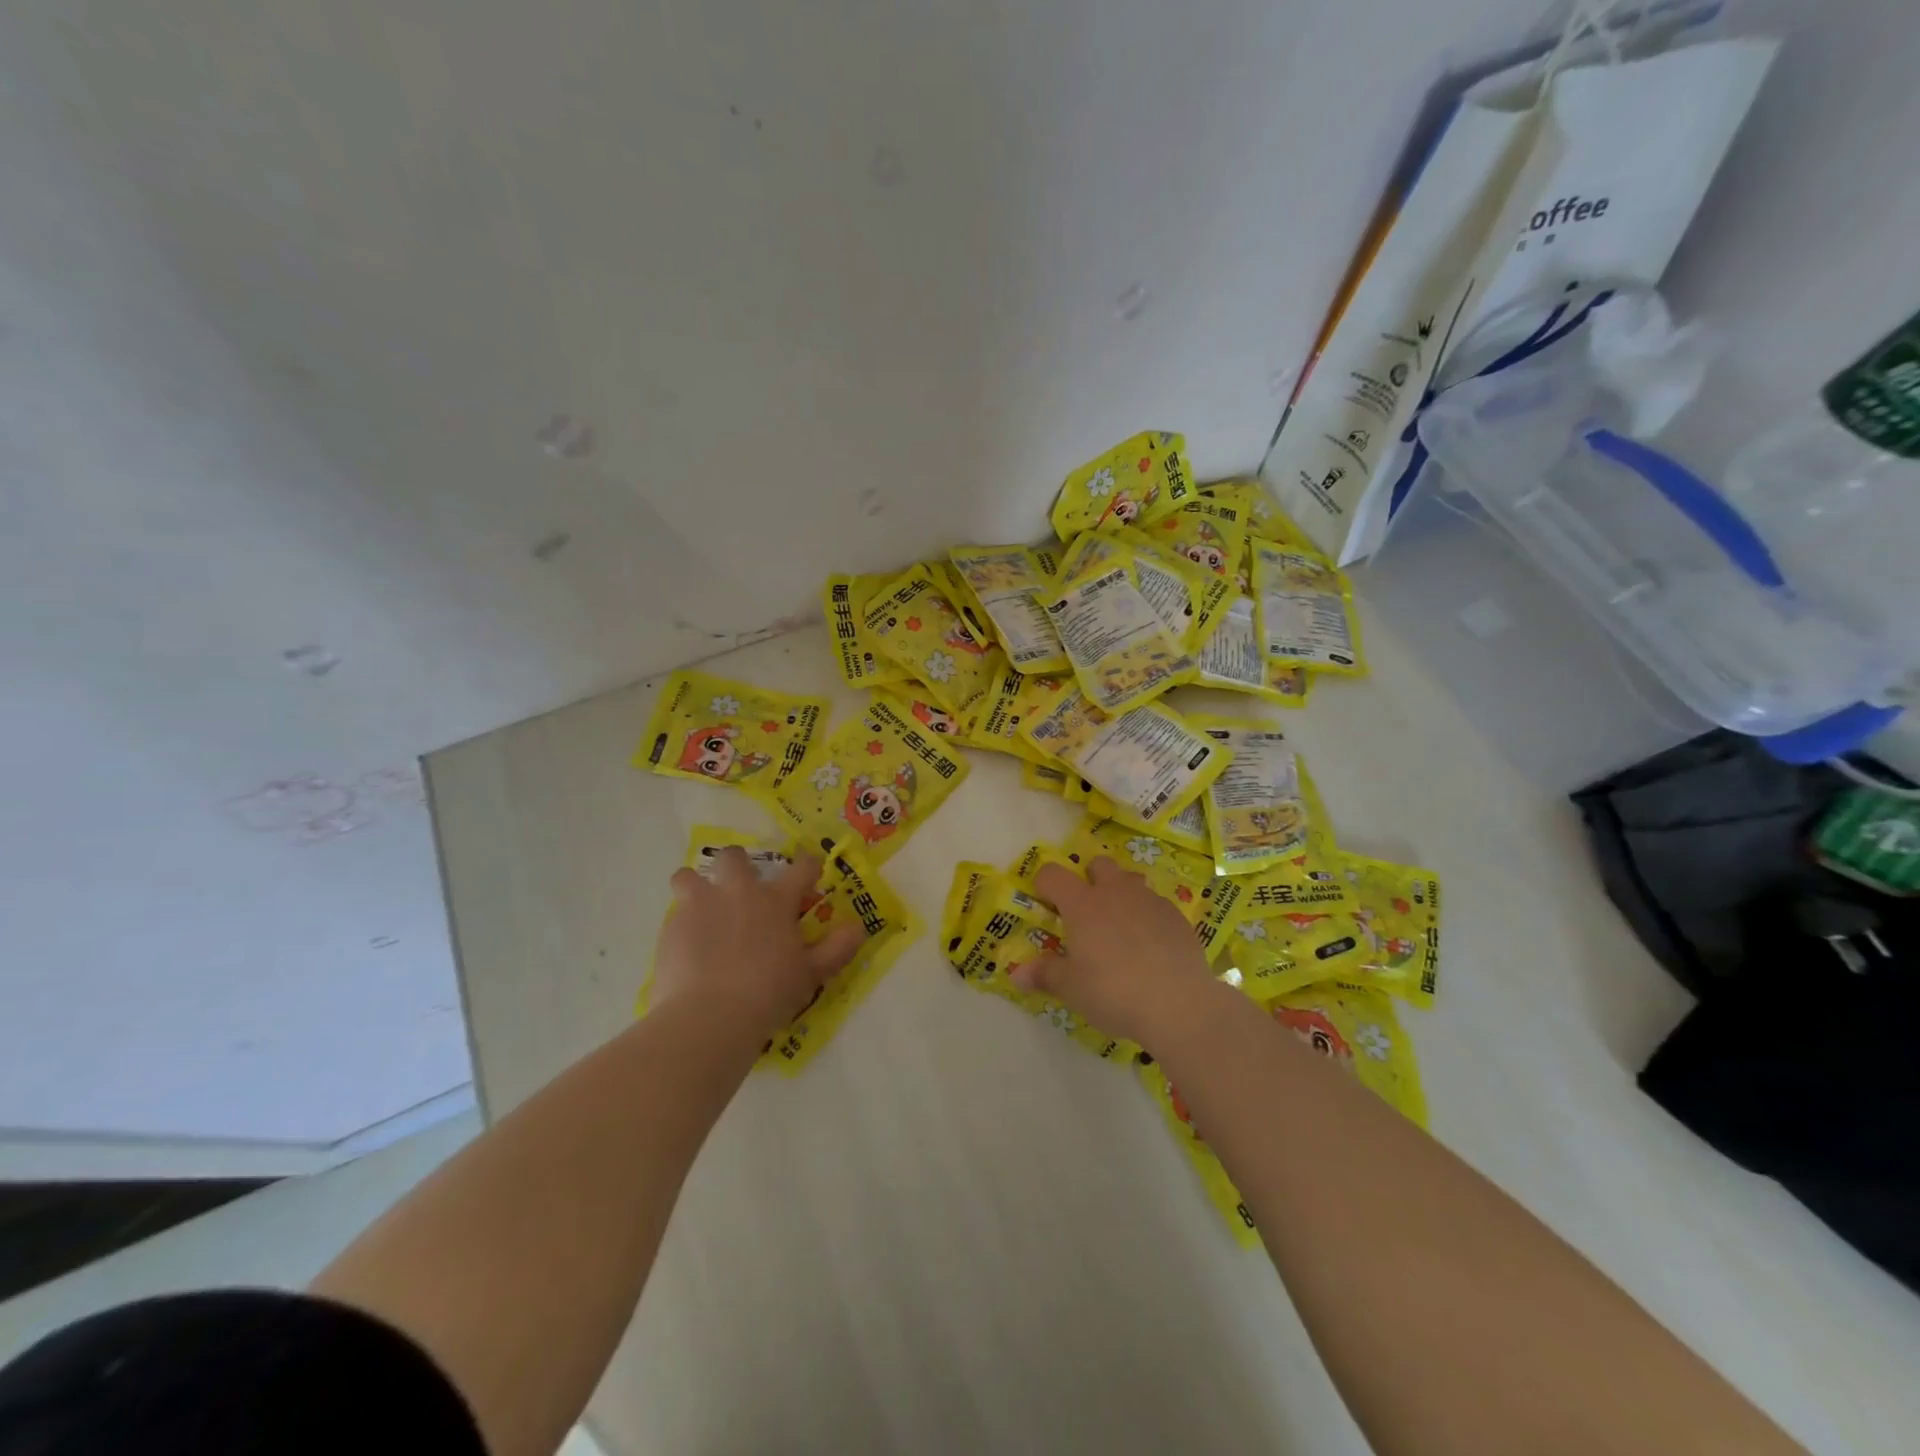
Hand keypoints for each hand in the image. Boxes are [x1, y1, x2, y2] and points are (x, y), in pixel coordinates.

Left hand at [653, 848, 864, 1038]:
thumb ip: (837, 948)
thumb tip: (858, 927)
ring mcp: (699, 906)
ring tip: (703, 911)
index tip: (810, 873)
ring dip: (696, 887)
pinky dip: (683, 925)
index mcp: (775, 900)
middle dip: (737, 865)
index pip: (801, 867)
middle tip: (742, 890)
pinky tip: (689, 949)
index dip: (809, 866)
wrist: (708, 1018)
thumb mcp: (812, 974)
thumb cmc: (768, 994)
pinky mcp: (671, 928)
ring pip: (688, 876)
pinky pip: (675, 914)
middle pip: (733, 857)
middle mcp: (736, 892)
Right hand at [1015, 856, 1221, 1045]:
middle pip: (1098, 864)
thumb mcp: (1071, 988)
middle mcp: (1115, 892)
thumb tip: (1016, 974)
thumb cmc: (1113, 992)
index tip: (1045, 903)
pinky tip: (1151, 946)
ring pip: (1131, 880)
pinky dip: (1148, 916)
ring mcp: (1150, 900)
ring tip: (1120, 926)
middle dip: (1089, 879)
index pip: (1053, 874)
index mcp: (1083, 904)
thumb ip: (1044, 974)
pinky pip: (1156, 904)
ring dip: (1121, 893)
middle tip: (1086, 913)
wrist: (1179, 1004)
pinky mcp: (1177, 916)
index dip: (1044, 884)